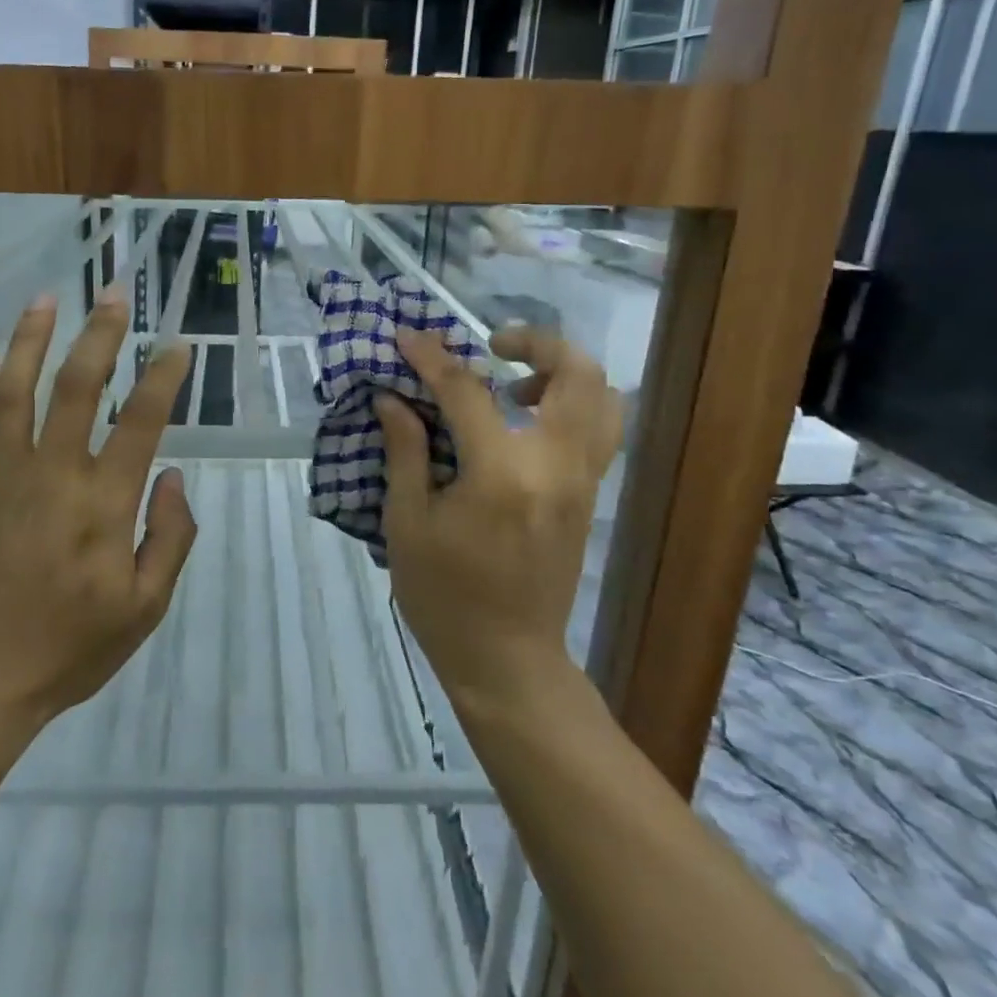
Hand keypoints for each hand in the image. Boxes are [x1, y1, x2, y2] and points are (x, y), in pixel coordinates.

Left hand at [0, 290, 196, 730]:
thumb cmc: (72, 647)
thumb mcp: (146, 607)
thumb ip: (170, 538)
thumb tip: (172, 477)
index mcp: (102, 505)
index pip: (140, 422)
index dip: (162, 378)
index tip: (177, 346)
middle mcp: (52, 476)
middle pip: (75, 388)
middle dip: (99, 335)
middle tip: (114, 293)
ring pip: (12, 393)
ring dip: (30, 341)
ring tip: (45, 300)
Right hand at [375, 326, 621, 714]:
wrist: (506, 659)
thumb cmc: (444, 596)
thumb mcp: (407, 524)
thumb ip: (405, 451)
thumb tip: (393, 398)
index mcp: (501, 474)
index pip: (467, 392)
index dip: (432, 358)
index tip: (407, 336)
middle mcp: (555, 466)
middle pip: (576, 374)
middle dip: (535, 342)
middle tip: (491, 345)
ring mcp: (582, 481)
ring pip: (604, 398)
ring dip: (563, 372)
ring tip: (514, 383)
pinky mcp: (588, 497)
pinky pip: (600, 430)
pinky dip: (573, 404)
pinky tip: (526, 420)